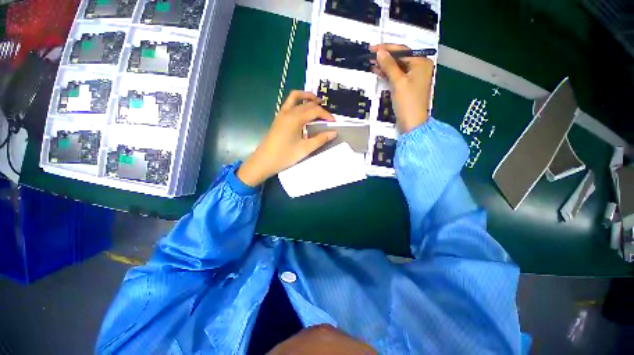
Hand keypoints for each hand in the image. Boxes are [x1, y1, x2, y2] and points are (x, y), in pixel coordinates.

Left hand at [237, 91, 337, 186]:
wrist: (264, 161)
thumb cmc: (285, 156)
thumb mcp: (305, 149)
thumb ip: (320, 139)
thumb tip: (333, 133)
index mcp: (295, 118)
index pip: (314, 110)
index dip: (326, 115)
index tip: (334, 121)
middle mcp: (288, 112)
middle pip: (307, 103)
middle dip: (319, 107)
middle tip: (328, 115)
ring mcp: (281, 114)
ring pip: (295, 97)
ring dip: (306, 97)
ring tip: (316, 102)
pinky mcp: (278, 118)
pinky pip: (289, 104)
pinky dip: (298, 102)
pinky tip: (303, 111)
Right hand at [371, 44, 434, 132]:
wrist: (412, 123)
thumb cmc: (407, 102)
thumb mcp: (398, 82)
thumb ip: (389, 66)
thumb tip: (380, 52)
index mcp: (421, 62)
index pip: (403, 50)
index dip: (387, 48)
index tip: (372, 48)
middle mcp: (419, 67)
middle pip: (400, 58)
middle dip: (385, 57)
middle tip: (370, 56)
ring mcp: (414, 77)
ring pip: (397, 67)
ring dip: (385, 66)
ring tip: (371, 64)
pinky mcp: (408, 86)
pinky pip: (397, 76)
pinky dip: (388, 74)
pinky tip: (378, 72)